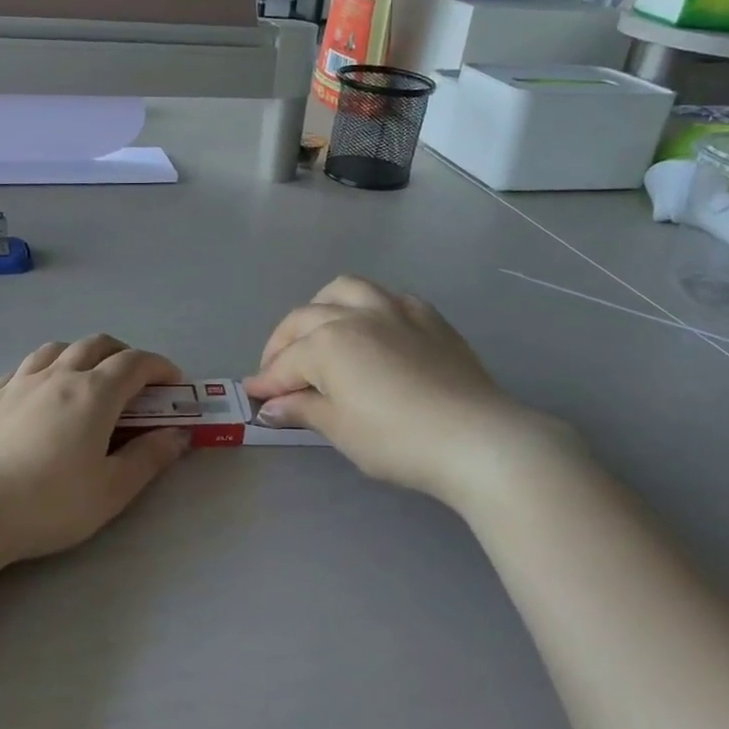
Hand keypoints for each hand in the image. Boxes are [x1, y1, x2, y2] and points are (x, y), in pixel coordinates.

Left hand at [0, 335, 189, 566]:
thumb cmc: (46, 504)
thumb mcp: (110, 491)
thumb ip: (148, 458)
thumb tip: (178, 434)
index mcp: (93, 394)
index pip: (135, 363)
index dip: (160, 367)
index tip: (173, 382)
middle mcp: (58, 375)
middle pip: (97, 344)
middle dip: (124, 354)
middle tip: (135, 381)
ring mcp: (18, 382)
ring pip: (57, 348)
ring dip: (82, 354)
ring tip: (87, 379)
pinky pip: (24, 368)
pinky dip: (45, 369)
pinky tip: (40, 394)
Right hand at [244, 275, 573, 500]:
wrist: (476, 438)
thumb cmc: (397, 439)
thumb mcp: (341, 429)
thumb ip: (303, 409)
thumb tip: (272, 406)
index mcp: (328, 342)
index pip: (286, 362)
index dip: (267, 382)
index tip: (253, 397)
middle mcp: (356, 313)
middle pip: (306, 319)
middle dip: (283, 343)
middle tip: (276, 372)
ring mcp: (395, 308)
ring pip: (345, 289)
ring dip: (321, 308)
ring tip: (318, 332)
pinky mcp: (428, 316)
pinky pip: (386, 297)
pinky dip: (366, 307)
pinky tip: (371, 330)